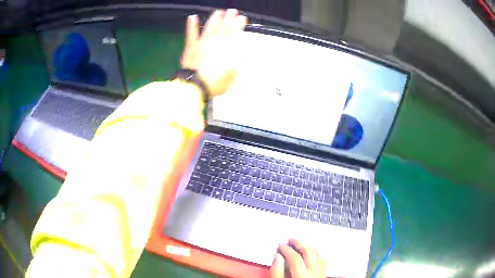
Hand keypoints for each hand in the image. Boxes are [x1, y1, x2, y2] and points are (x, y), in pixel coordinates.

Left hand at [181, 9, 247, 95]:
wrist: (196, 86)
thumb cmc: (215, 82)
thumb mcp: (233, 74)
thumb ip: (240, 61)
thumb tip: (248, 52)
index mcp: (226, 48)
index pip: (235, 33)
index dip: (239, 25)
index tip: (242, 18)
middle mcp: (215, 42)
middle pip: (223, 28)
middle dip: (229, 19)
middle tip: (233, 11)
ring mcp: (202, 43)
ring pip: (210, 28)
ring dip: (214, 19)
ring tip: (218, 12)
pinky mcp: (191, 47)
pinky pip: (191, 34)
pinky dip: (191, 25)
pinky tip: (192, 17)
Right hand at [270, 239, 327, 277]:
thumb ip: (277, 272)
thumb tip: (278, 256)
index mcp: (302, 276)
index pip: (295, 258)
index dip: (287, 249)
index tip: (280, 245)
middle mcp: (314, 273)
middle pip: (310, 253)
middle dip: (300, 243)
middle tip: (291, 239)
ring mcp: (321, 274)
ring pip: (320, 255)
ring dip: (311, 247)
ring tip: (302, 243)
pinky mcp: (324, 276)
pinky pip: (324, 261)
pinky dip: (318, 254)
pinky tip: (313, 253)